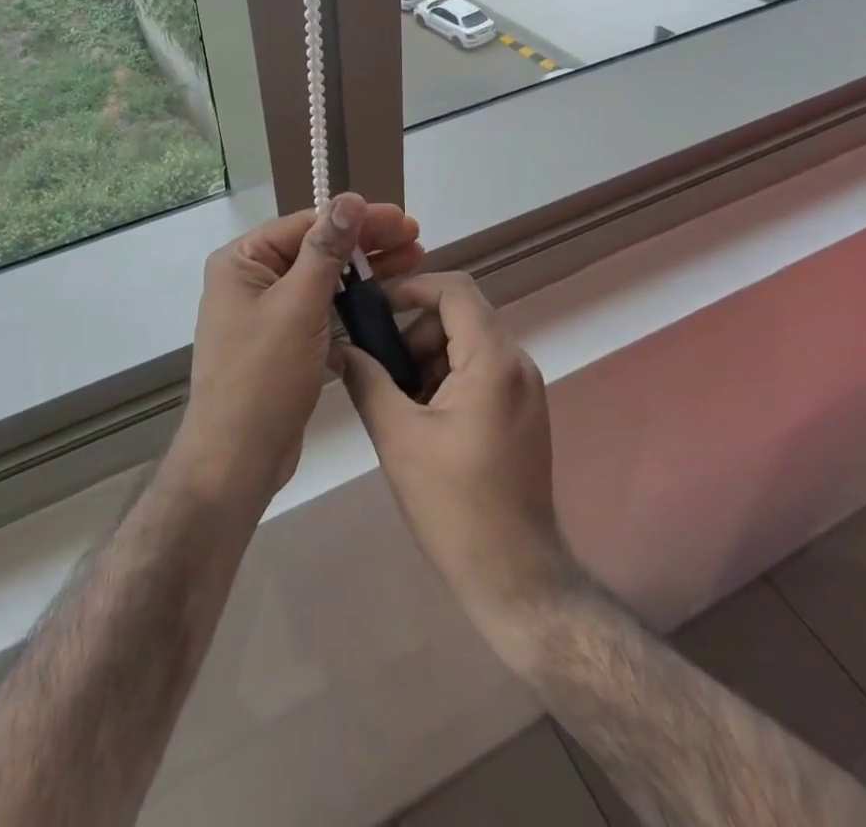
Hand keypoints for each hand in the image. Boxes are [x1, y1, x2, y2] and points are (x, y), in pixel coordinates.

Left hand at [170, 193, 423, 513]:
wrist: (237, 458)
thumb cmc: (264, 376)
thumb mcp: (298, 306)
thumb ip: (325, 250)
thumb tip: (347, 199)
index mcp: (242, 261)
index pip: (306, 224)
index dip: (356, 219)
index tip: (402, 218)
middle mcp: (250, 278)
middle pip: (316, 247)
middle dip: (367, 242)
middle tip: (416, 237)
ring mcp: (265, 310)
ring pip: (322, 276)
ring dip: (366, 267)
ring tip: (414, 258)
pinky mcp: (281, 339)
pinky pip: (320, 305)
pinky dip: (351, 297)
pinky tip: (385, 293)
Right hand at [339, 273, 574, 645]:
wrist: (515, 578)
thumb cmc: (454, 505)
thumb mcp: (398, 437)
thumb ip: (367, 380)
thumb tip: (339, 349)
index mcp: (493, 360)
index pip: (456, 289)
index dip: (413, 287)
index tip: (375, 308)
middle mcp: (518, 363)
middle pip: (460, 317)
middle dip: (415, 334)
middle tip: (380, 371)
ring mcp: (525, 389)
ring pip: (468, 345)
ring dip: (428, 359)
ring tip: (398, 404)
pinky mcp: (523, 412)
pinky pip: (481, 372)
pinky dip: (447, 379)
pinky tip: (423, 420)